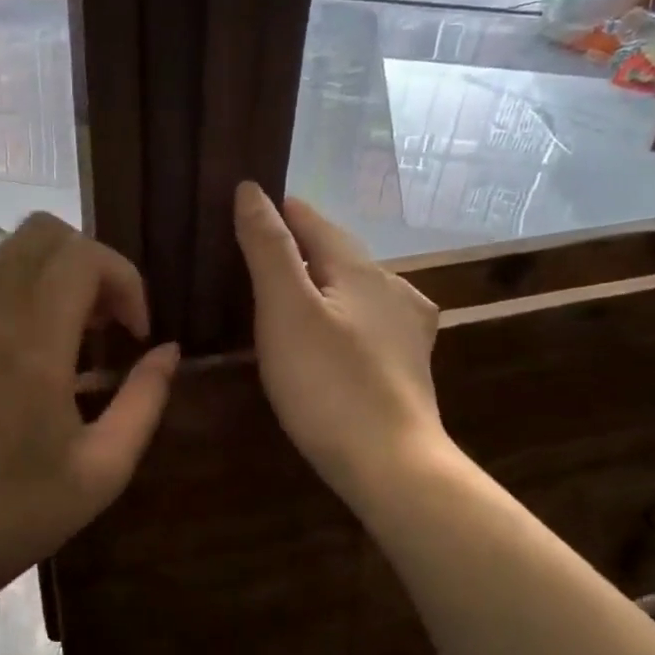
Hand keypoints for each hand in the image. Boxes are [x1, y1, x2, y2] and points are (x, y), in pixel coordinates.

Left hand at [0, 213, 178, 586]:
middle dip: (93, 262)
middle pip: (44, 232)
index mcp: (33, 346)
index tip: (136, 334)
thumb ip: (146, 399)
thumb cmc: (24, 509)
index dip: (125, 280)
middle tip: (111, 322)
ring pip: (13, 248)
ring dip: (59, 271)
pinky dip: (28, 286)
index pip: (82, 256)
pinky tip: (45, 344)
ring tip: (82, 332)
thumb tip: (168, 351)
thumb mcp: (105, 467)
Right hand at [233, 182, 444, 504]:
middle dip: (299, 249)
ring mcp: (407, 330)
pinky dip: (340, 318)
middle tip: (253, 254)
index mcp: (363, 269)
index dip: (279, 211)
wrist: (391, 465)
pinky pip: (366, 325)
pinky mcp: (408, 367)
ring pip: (355, 291)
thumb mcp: (286, 310)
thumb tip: (251, 189)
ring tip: (285, 295)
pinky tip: (331, 336)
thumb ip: (269, 248)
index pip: (314, 221)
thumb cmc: (329, 384)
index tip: (246, 206)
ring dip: (322, 284)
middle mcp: (393, 289)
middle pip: (337, 255)